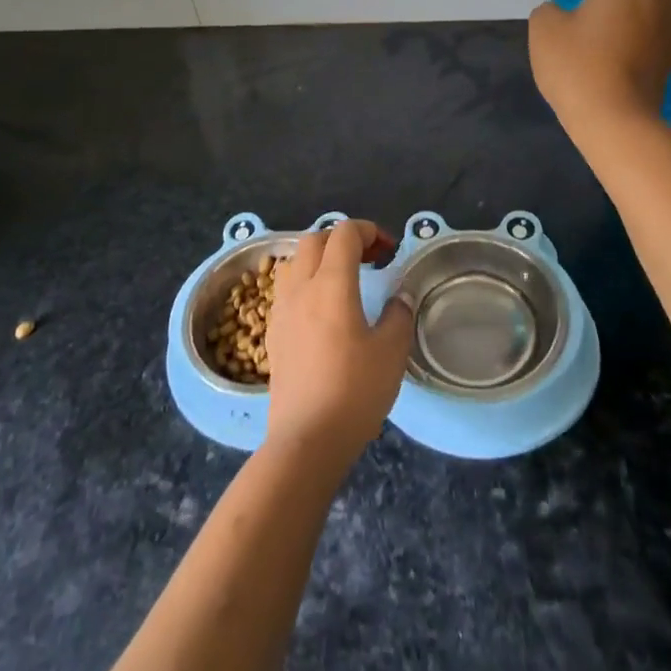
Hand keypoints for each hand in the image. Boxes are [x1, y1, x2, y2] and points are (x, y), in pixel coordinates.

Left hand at [266, 220, 411, 468]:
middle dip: (343, 239)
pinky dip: (305, 282)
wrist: (306, 440)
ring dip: (319, 258)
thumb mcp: (392, 352)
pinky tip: (321, 310)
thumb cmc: (354, 391)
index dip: (369, 230)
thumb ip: (398, 315)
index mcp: (331, 283)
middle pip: (315, 239)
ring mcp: (281, 309)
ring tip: (342, 279)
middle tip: (369, 259)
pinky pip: (285, 288)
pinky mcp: (272, 332)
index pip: (345, 232)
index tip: (389, 250)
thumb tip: (398, 297)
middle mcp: (301, 287)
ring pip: (294, 261)